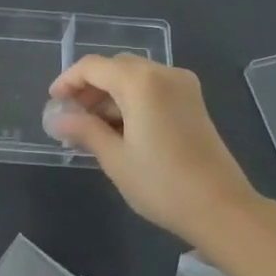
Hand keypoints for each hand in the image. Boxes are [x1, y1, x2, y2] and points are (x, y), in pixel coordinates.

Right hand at [48, 54, 255, 244]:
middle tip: (71, 116)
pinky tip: (120, 128)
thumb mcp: (115, 158)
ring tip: (91, 127)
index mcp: (140, 81)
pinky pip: (153, 88)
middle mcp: (163, 73)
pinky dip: (132, 100)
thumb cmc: (162, 183)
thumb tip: (57, 118)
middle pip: (115, 67)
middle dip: (90, 87)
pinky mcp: (193, 102)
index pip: (93, 67)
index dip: (68, 81)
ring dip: (110, 94)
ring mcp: (182, 86)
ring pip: (135, 77)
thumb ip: (84, 130)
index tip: (53, 102)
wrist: (222, 208)